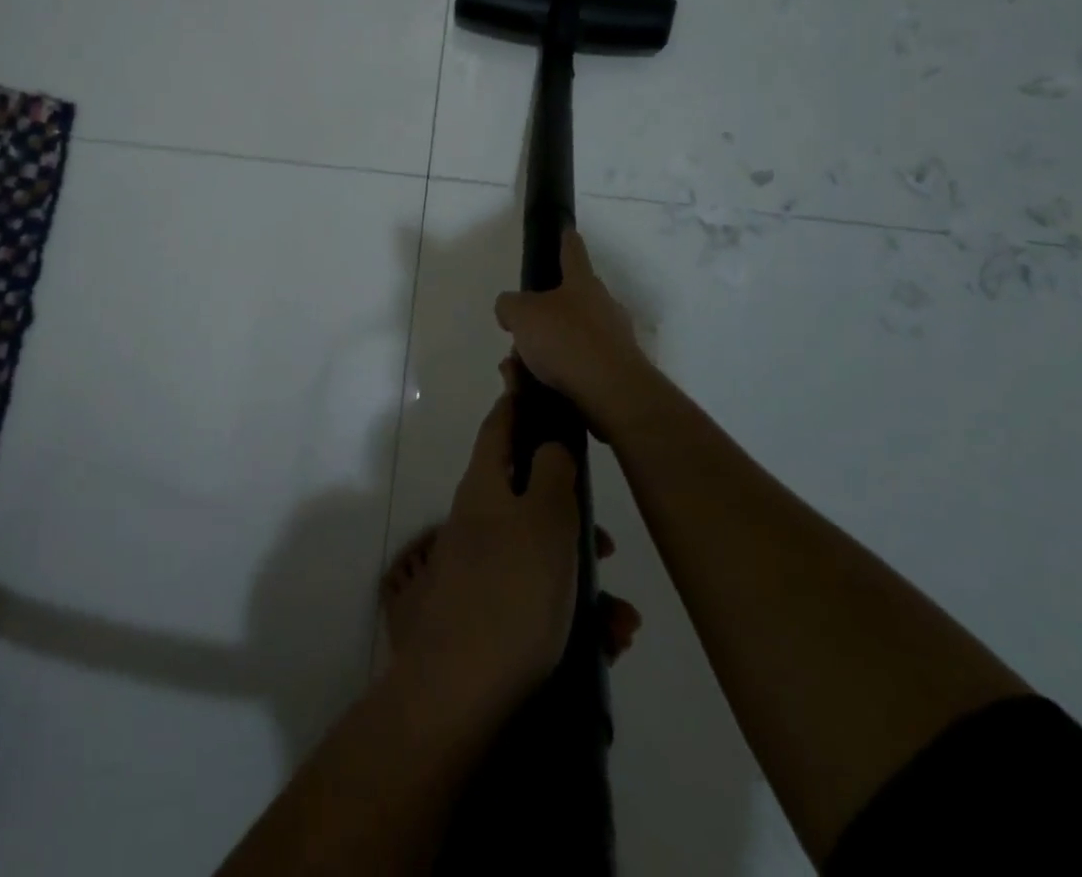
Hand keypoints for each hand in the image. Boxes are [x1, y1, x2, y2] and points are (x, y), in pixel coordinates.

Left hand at [393, 376, 587, 720]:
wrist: (460, 694)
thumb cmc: (510, 591)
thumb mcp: (543, 520)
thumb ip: (551, 473)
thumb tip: (550, 442)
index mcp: (484, 486)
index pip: (499, 427)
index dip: (518, 403)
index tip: (538, 387)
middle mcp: (479, 520)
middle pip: (530, 496)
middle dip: (573, 515)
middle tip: (607, 541)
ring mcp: (483, 569)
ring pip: (544, 556)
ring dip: (585, 579)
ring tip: (620, 619)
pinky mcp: (493, 615)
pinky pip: (542, 601)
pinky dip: (576, 617)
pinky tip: (607, 644)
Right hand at [493, 229, 664, 439]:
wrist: (612, 393)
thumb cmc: (566, 340)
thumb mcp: (521, 315)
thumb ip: (509, 306)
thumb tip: (510, 309)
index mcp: (582, 283)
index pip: (572, 252)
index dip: (566, 239)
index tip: (567, 229)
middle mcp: (604, 305)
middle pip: (575, 297)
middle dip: (550, 310)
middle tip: (524, 327)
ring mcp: (616, 339)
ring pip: (575, 335)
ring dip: (551, 347)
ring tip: (523, 367)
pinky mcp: (618, 372)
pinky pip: (582, 365)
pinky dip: (561, 373)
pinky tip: (539, 388)